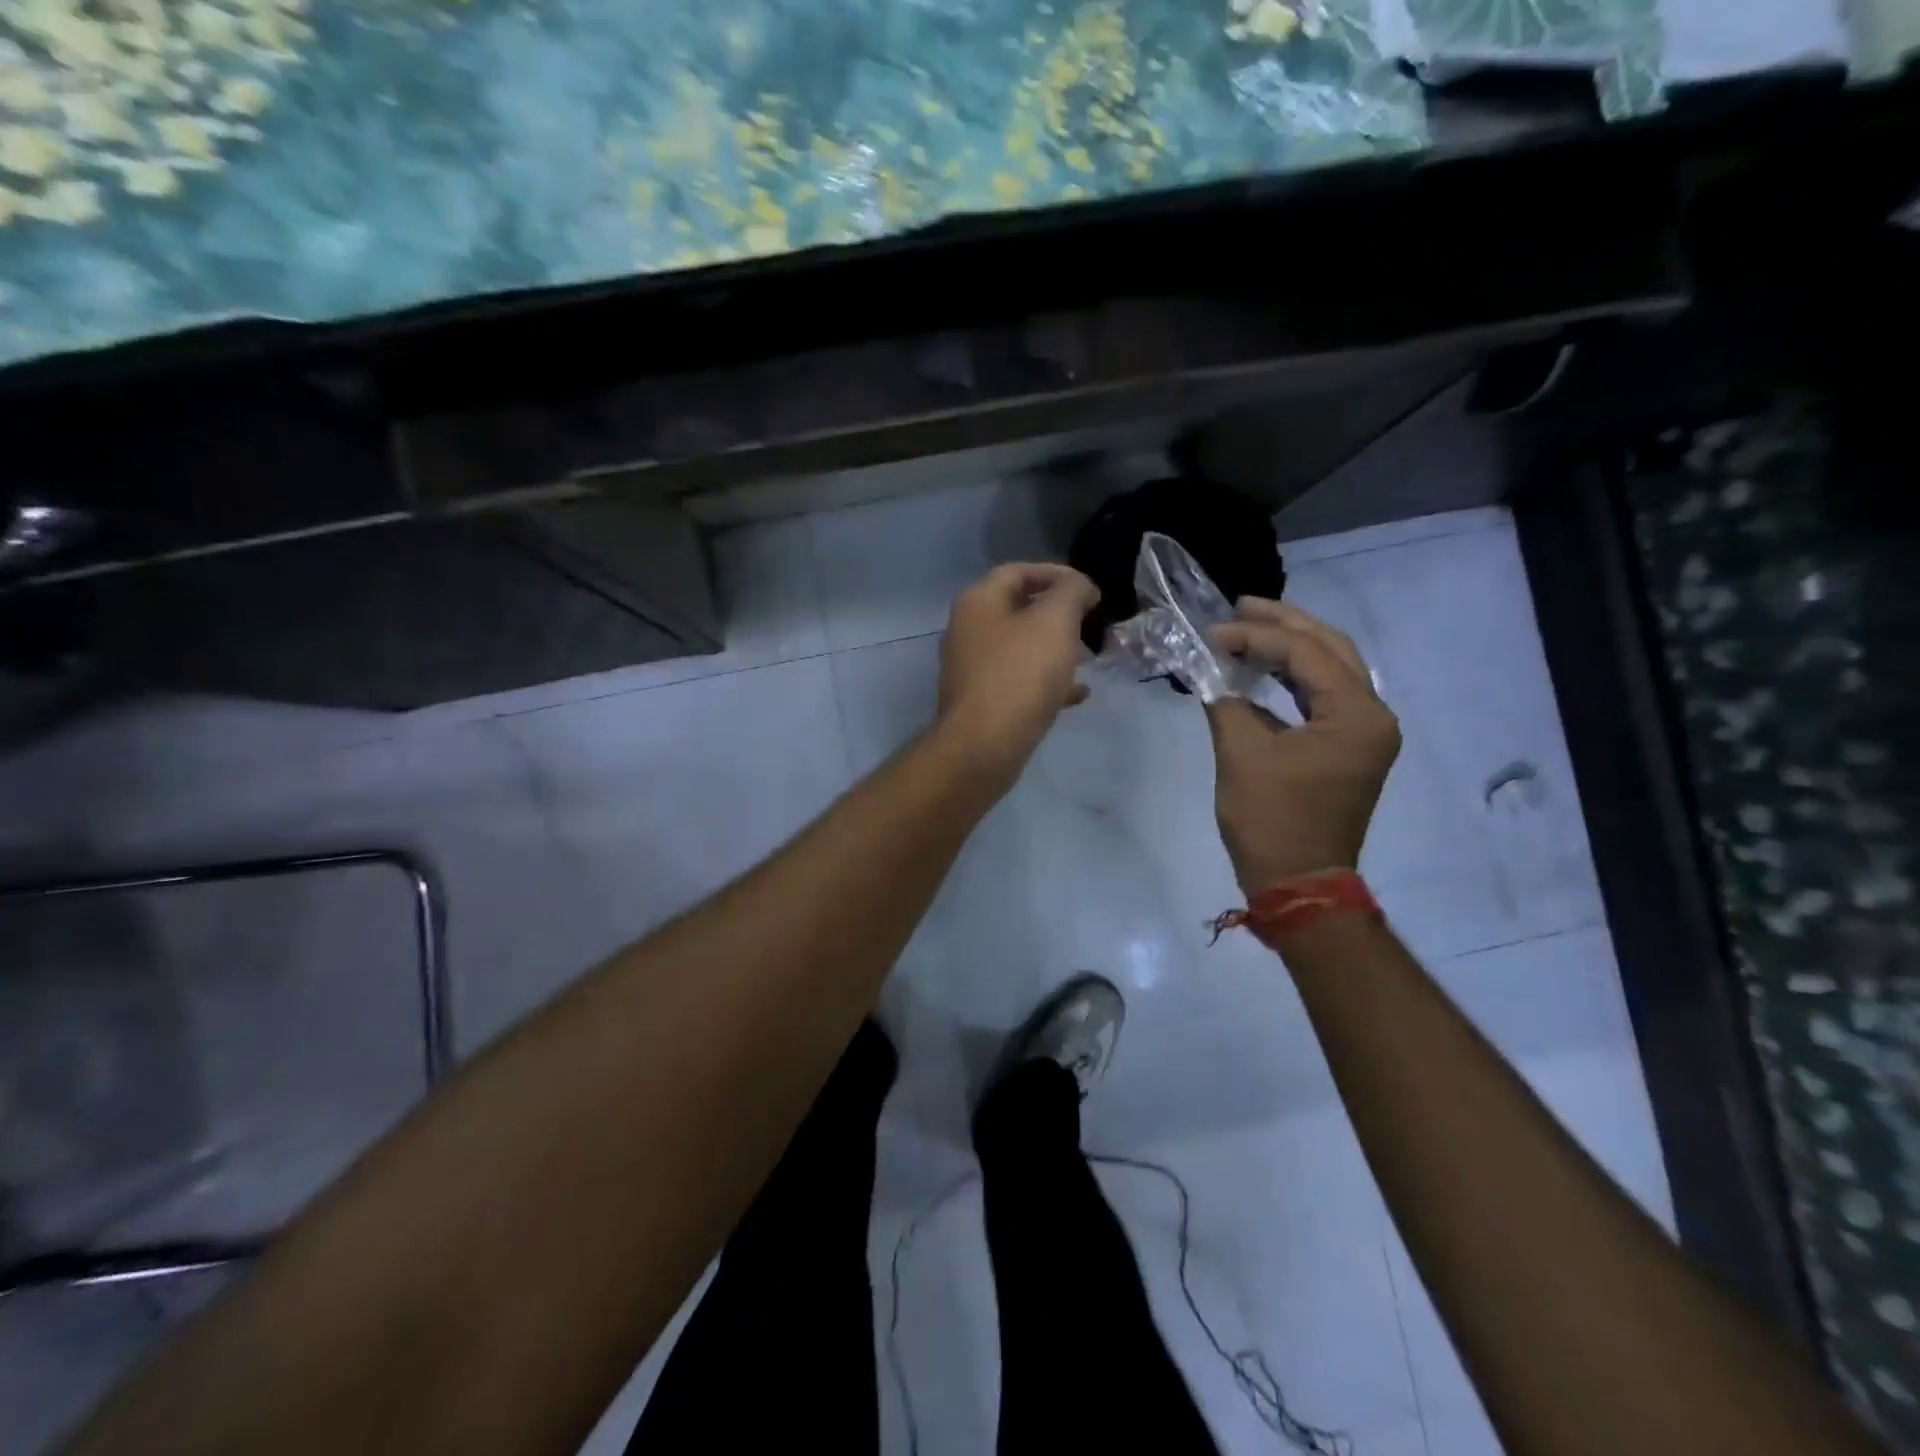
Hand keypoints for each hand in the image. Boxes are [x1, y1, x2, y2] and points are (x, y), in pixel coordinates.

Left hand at [937, 563, 1099, 778]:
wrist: (983, 745)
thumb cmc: (1020, 674)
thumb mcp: (1055, 621)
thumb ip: (1072, 593)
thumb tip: (1080, 587)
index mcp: (978, 601)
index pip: (1018, 571)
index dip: (1057, 574)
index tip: (1090, 591)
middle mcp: (968, 629)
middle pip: (1019, 610)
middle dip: (1059, 615)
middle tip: (1091, 625)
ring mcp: (972, 668)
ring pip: (1021, 648)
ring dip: (1056, 649)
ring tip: (1089, 659)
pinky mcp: (982, 701)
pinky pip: (1019, 681)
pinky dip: (1047, 681)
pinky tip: (1077, 694)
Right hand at [1204, 599, 1400, 893]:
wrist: (1299, 884)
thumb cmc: (1272, 821)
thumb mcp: (1241, 755)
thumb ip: (1226, 703)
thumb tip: (1211, 673)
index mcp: (1358, 714)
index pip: (1306, 654)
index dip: (1256, 637)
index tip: (1212, 633)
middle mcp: (1373, 715)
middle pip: (1331, 650)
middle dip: (1284, 624)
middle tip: (1240, 606)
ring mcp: (1363, 734)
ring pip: (1330, 671)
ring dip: (1289, 648)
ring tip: (1248, 629)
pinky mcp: (1347, 749)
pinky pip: (1322, 698)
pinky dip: (1291, 680)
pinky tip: (1260, 671)